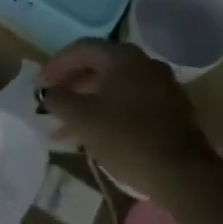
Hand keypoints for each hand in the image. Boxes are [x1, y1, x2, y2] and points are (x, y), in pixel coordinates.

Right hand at [39, 39, 216, 197]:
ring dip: (89, 104)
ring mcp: (161, 86)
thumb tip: (48, 92)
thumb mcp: (82, 119)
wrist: (183, 174)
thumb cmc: (127, 138)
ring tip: (66, 129)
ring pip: (115, 88)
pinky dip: (110, 113)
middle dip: (72, 87)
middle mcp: (144, 62)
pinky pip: (132, 103)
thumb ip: (59, 99)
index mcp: (122, 56)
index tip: (39, 87)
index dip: (55, 66)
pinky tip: (97, 137)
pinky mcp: (172, 110)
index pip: (80, 49)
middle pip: (99, 67)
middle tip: (52, 104)